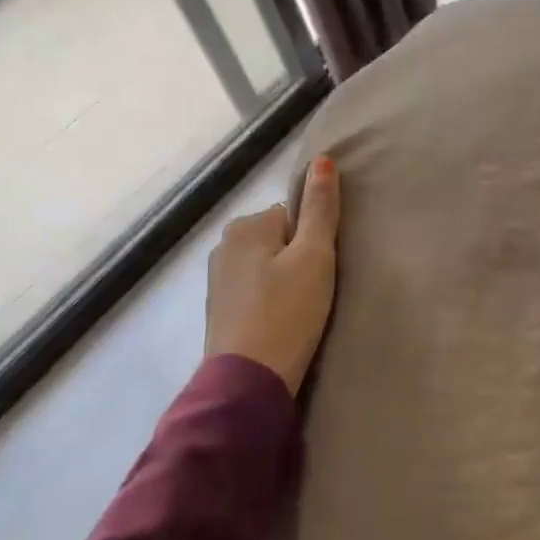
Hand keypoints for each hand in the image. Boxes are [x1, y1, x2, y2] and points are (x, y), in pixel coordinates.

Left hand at [204, 156, 341, 394]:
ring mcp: (217, 279)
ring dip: (284, 282)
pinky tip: (280, 323)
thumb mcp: (315, 255)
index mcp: (246, 226)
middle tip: (312, 293)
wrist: (248, 381)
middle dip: (297, 260)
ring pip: (267, 266)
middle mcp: (224, 245)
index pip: (293, 216)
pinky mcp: (218, 310)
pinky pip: (254, 290)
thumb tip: (323, 159)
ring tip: (299, 312)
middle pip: (279, 239)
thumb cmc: (288, 312)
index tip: (318, 272)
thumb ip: (320, 207)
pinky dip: (269, 301)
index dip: (313, 242)